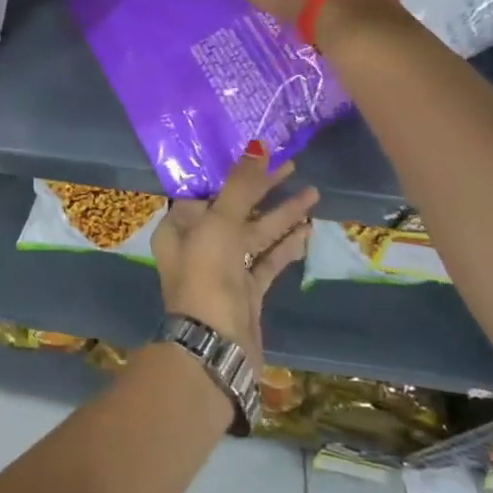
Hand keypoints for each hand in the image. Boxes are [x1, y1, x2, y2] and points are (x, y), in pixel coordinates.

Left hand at [150, 146, 317, 367]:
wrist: (216, 347)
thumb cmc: (207, 276)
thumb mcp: (220, 223)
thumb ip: (240, 186)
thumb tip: (256, 146)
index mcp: (180, 228)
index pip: (210, 191)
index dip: (235, 174)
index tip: (262, 156)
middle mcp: (198, 245)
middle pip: (235, 209)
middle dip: (263, 190)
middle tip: (293, 166)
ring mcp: (223, 270)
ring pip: (255, 234)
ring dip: (281, 215)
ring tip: (312, 194)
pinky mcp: (246, 292)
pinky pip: (267, 260)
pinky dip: (285, 245)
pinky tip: (307, 229)